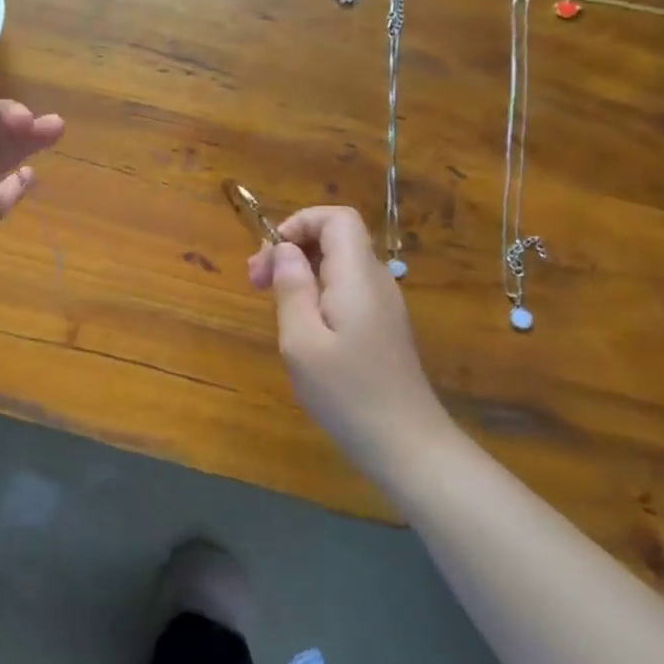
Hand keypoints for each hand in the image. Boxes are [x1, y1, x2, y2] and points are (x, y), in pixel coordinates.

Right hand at [247, 206, 441, 458]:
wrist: (407, 446)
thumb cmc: (347, 393)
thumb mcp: (302, 340)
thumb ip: (292, 288)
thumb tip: (283, 249)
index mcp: (357, 278)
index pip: (336, 218)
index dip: (298, 223)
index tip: (268, 255)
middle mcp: (376, 282)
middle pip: (336, 238)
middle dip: (291, 248)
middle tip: (255, 282)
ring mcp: (383, 306)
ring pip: (339, 265)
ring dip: (300, 271)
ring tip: (270, 302)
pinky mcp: (381, 328)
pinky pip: (345, 290)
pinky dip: (315, 293)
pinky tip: (299, 326)